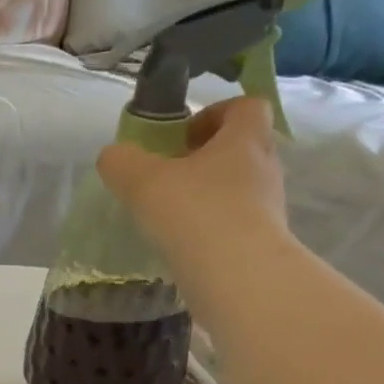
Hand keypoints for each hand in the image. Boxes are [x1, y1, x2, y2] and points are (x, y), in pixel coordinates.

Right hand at [96, 95, 288, 258]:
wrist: (239, 276)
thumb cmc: (195, 213)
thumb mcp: (142, 181)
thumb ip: (122, 162)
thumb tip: (113, 156)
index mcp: (244, 139)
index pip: (246, 107)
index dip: (214, 113)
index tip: (183, 135)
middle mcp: (265, 169)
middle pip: (242, 149)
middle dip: (207, 158)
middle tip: (171, 176)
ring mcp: (269, 208)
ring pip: (240, 189)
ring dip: (209, 195)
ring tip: (173, 215)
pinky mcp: (263, 244)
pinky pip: (237, 224)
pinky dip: (212, 228)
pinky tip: (185, 245)